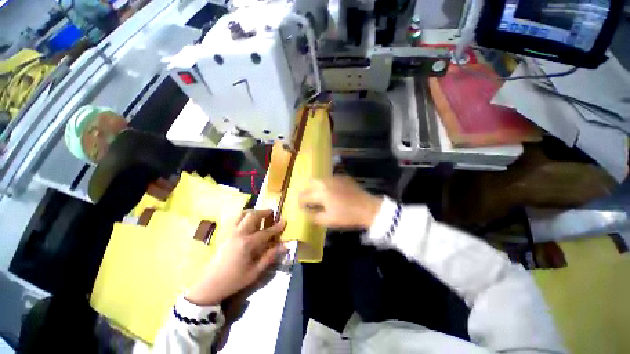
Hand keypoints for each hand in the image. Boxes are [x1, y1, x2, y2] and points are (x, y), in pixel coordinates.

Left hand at [186, 210, 286, 305]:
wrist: (209, 285)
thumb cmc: (234, 280)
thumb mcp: (255, 272)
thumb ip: (270, 256)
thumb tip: (285, 246)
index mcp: (247, 244)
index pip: (266, 232)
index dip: (277, 226)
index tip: (284, 220)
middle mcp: (238, 234)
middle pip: (252, 216)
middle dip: (263, 212)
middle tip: (271, 213)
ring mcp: (230, 232)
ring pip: (242, 214)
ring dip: (252, 211)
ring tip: (259, 215)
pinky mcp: (224, 234)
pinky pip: (235, 219)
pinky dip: (243, 216)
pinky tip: (247, 221)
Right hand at [298, 176, 382, 228]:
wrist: (368, 208)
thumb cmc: (347, 216)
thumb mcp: (329, 220)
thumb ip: (314, 216)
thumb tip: (306, 213)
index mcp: (321, 193)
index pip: (305, 196)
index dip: (301, 201)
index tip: (301, 206)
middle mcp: (326, 182)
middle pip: (311, 182)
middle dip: (309, 190)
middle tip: (311, 199)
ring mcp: (335, 178)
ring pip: (322, 179)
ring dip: (318, 186)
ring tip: (323, 196)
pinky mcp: (344, 177)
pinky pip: (331, 179)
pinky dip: (329, 185)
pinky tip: (334, 192)